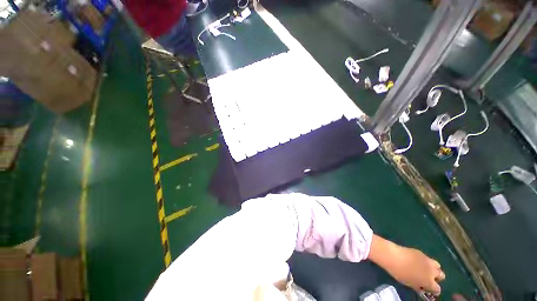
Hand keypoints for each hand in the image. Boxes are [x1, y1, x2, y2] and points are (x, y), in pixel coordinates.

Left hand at [368, 235, 444, 294]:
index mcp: (429, 281)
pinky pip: (427, 258)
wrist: (393, 256)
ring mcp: (428, 260)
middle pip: (441, 275)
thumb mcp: (409, 284)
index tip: (428, 289)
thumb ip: (418, 286)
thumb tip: (422, 288)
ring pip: (437, 266)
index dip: (433, 290)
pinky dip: (425, 261)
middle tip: (427, 278)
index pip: (438, 289)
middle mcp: (432, 271)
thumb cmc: (399, 273)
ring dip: (433, 268)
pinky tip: (416, 261)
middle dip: (436, 278)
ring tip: (424, 269)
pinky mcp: (421, 253)